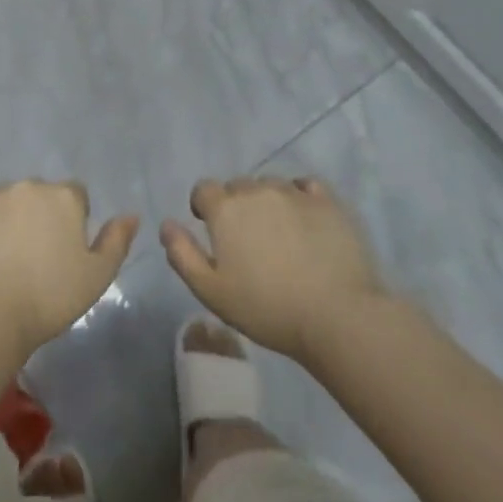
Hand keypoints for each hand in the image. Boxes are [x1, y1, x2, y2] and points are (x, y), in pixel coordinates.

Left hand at [0, 181, 138, 356]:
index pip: (74, 195)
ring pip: (6, 200)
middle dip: (38, 215)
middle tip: (32, 255)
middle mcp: (29, 184)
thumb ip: (116, 241)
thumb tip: (131, 215)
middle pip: (38, 195)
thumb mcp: (98, 276)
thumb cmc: (51, 297)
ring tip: (3, 256)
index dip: (71, 220)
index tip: (62, 250)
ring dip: (8, 217)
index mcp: (64, 196)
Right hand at [162, 178, 382, 363]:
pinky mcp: (328, 202)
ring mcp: (294, 193)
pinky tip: (306, 220)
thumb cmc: (266, 308)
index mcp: (225, 209)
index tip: (213, 232)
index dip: (204, 208)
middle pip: (238, 187)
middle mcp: (256, 190)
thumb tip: (166, 224)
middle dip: (237, 206)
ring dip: (268, 202)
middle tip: (248, 241)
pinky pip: (306, 186)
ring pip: (271, 185)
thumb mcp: (211, 291)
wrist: (337, 316)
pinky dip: (300, 197)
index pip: (204, 189)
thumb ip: (182, 254)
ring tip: (280, 234)